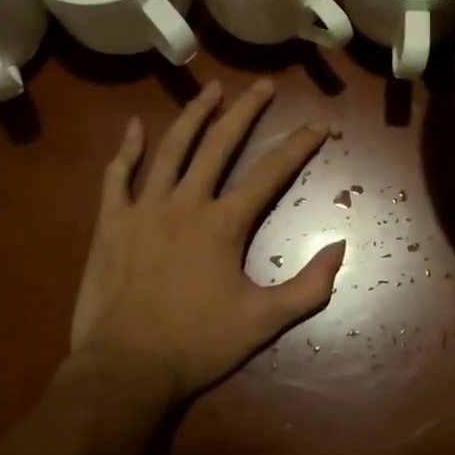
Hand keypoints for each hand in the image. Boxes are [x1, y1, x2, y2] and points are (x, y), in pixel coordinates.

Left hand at [69, 79, 345, 397]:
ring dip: (194, 115)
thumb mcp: (264, 322)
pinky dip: (127, 149)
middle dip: (246, 111)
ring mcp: (144, 208)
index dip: (300, 145)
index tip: (320, 123)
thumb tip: (342, 247)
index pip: (271, 172)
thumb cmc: (197, 345)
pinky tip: (136, 125)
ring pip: (172, 149)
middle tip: (263, 85)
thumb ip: (308, 287)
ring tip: (212, 89)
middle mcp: (186, 202)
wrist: (125, 369)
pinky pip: (118, 176)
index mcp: (224, 223)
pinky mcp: (112, 222)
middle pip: (220, 144)